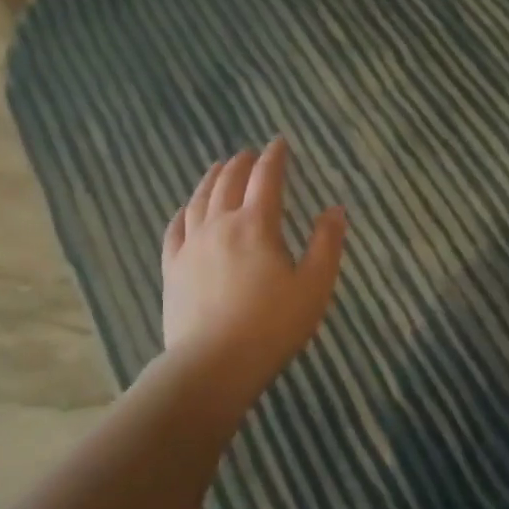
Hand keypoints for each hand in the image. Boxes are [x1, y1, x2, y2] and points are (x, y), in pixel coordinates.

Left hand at [161, 138, 345, 402]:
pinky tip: (186, 209)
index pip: (266, 179)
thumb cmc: (272, 326)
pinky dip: (183, 212)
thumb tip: (335, 209)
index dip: (274, 157)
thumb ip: (326, 245)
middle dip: (241, 163)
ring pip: (199, 200)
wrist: (213, 365)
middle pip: (228, 182)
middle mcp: (220, 225)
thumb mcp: (314, 287)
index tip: (279, 143)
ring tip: (219, 168)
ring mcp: (192, 246)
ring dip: (211, 179)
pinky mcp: (172, 269)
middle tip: (249, 153)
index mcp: (256, 225)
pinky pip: (175, 230)